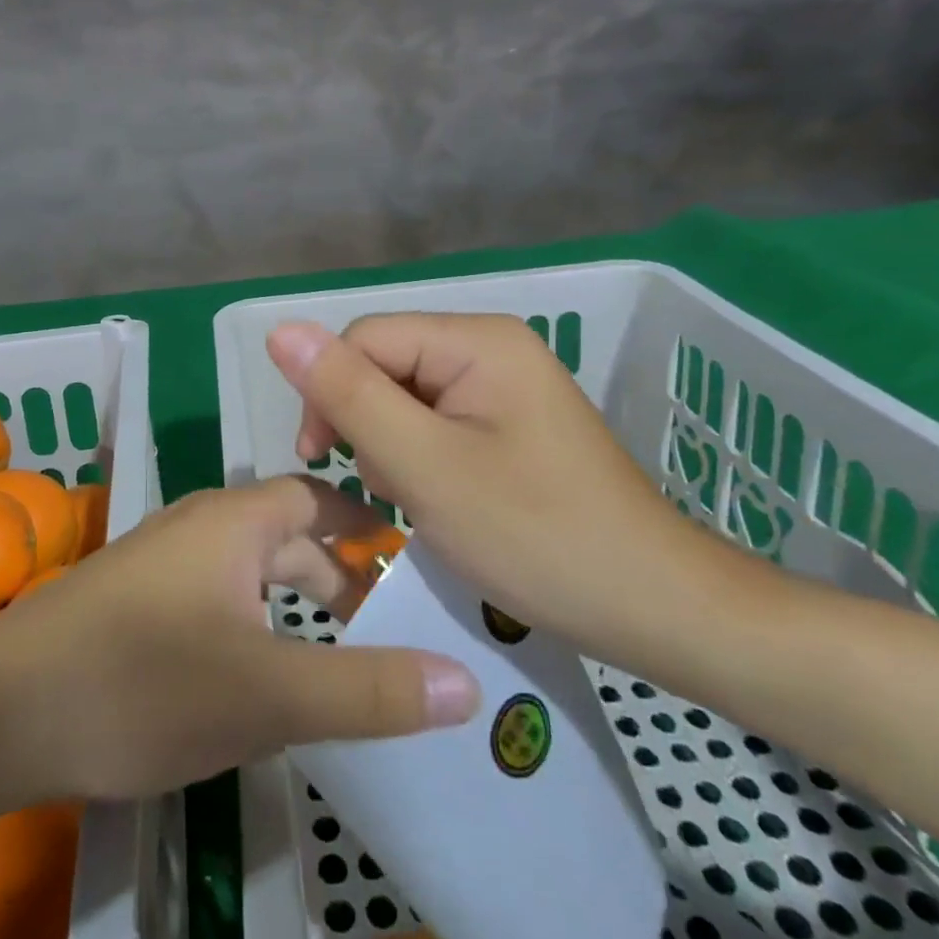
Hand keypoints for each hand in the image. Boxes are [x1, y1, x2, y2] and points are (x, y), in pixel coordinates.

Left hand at [0, 476, 481, 801]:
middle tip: (384, 631)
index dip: (365, 525)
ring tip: (333, 656)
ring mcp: (160, 558)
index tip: (410, 564)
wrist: (2, 708)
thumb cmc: (144, 684)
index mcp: (234, 520)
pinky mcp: (134, 595)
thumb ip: (368, 690)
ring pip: (247, 567)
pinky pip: (214, 592)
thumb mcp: (268, 695)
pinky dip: (252, 618)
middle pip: (284, 534)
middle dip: (335, 576)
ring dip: (292, 600)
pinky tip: (256, 670)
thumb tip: (467, 680)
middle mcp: (198, 523)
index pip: (317, 497)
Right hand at [265, 313, 739, 671]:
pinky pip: (439, 420)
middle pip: (386, 363)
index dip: (328, 391)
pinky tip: (440, 497)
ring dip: (393, 444)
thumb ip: (349, 395)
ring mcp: (506, 384)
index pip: (364, 338)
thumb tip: (281, 330)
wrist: (657, 608)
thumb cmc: (536, 536)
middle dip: (367, 423)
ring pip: (407, 394)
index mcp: (476, 341)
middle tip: (388, 489)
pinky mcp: (512, 421)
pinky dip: (423, 457)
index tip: (322, 460)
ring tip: (418, 500)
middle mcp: (491, 346)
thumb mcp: (425, 466)